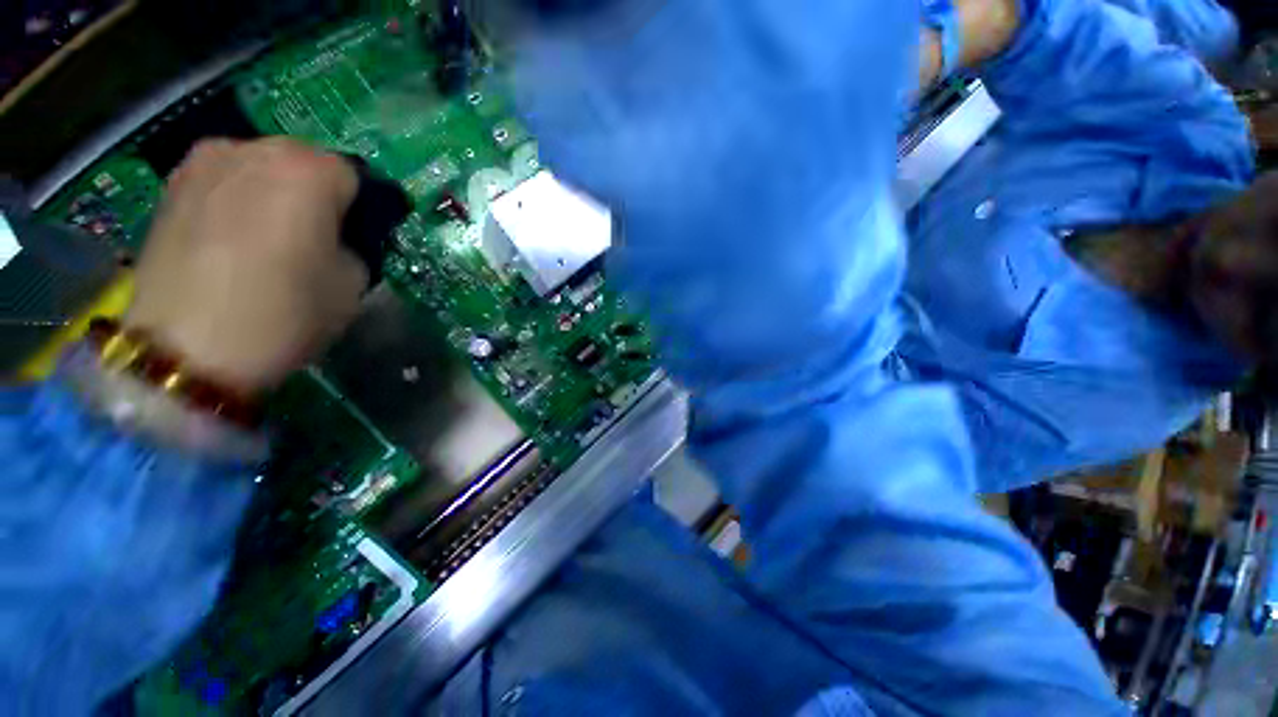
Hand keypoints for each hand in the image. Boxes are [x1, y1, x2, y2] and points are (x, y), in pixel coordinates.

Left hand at [126, 138, 366, 392]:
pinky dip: (238, 199)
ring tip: (270, 237)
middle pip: (304, 162)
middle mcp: (257, 149)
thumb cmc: (286, 311)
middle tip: (317, 237)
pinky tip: (233, 237)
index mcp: (311, 171)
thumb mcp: (354, 283)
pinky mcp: (173, 185)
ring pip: (261, 167)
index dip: (361, 207)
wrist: (186, 347)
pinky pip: (224, 180)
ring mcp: (206, 162)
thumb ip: (356, 246)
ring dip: (275, 193)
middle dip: (317, 193)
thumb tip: (340, 238)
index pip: (354, 175)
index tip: (359, 236)